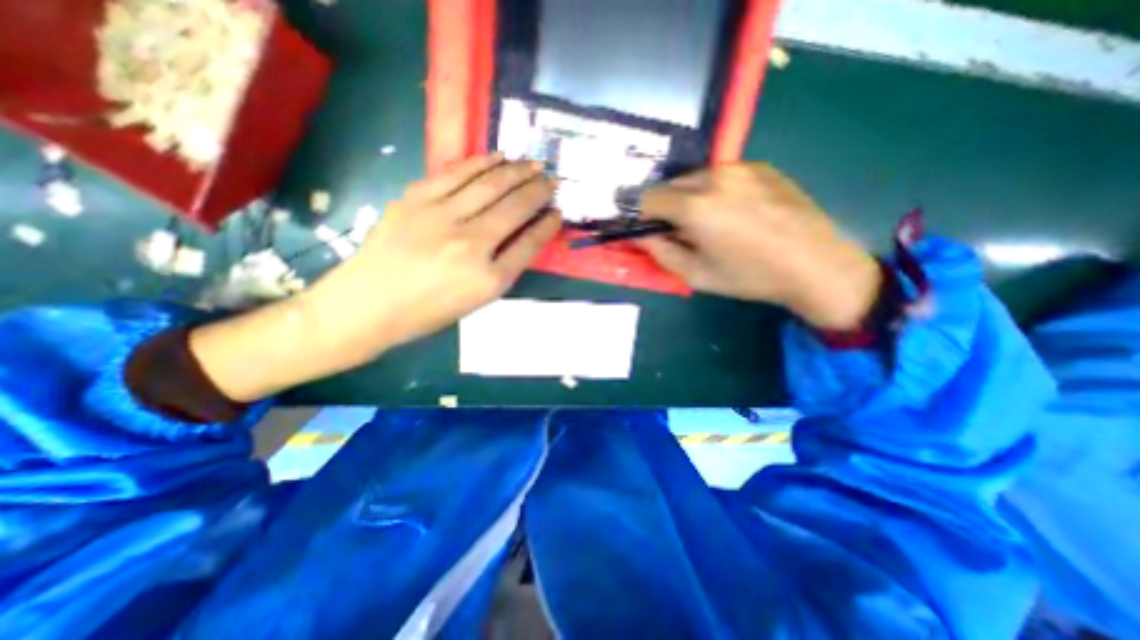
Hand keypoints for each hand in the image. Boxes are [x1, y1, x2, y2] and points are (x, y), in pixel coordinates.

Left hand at [188, 155, 559, 398]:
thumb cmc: (428, 312)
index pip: (529, 243)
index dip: (547, 225)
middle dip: (539, 190)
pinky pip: (457, 173)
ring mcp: (441, 217)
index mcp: (488, 279)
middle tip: (552, 180)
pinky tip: (497, 158)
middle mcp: (470, 244)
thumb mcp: (476, 300)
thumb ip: (504, 267)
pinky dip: (481, 163)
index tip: (558, 213)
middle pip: (515, 207)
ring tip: (533, 164)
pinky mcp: (416, 199)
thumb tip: (525, 234)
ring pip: (490, 184)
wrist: (369, 304)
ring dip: (517, 171)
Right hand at [639, 162, 880, 331]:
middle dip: (668, 206)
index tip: (655, 232)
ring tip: (714, 221)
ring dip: (692, 197)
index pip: (648, 198)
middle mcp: (714, 177)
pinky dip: (717, 190)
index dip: (645, 216)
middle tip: (685, 231)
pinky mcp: (761, 166)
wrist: (814, 264)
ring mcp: (740, 167)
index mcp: (695, 206)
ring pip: (696, 178)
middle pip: (670, 184)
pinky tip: (738, 211)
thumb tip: (642, 235)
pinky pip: (722, 175)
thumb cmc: (749, 276)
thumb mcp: (696, 275)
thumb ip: (660, 252)